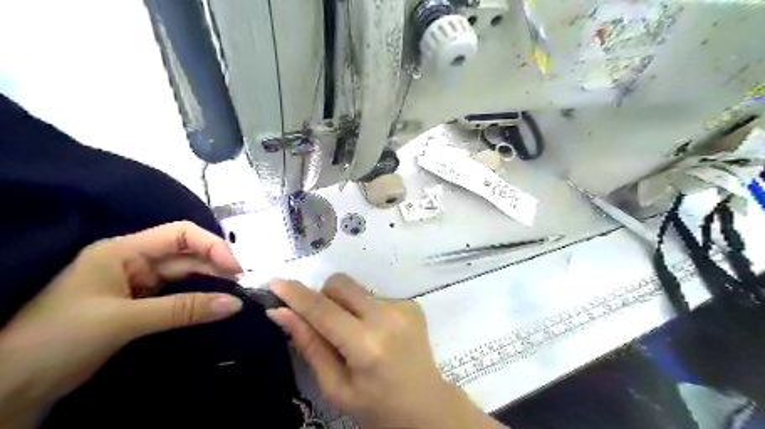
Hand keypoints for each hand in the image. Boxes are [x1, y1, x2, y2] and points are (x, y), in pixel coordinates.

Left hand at [0, 221, 243, 425]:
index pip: (180, 234)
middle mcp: (134, 261)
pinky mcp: (141, 304)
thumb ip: (183, 309)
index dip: (212, 245)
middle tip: (243, 285)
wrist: (12, 386)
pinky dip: (198, 299)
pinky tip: (215, 304)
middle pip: (187, 254)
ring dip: (211, 282)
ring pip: (185, 275)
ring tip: (236, 294)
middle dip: (216, 266)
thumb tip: (235, 304)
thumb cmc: (60, 339)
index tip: (236, 268)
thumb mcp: (124, 320)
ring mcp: (137, 283)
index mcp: (123, 251)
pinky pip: (178, 295)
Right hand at [267, 276, 505, 428]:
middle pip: (341, 283)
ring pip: (357, 289)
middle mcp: (387, 317)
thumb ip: (309, 345)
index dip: (296, 294)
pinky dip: (366, 310)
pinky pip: (374, 295)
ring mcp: (403, 306)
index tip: (275, 282)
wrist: (426, 404)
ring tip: (356, 335)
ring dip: (346, 305)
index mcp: (366, 345)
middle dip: (323, 296)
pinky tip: (377, 333)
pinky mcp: (412, 303)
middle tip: (324, 323)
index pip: (322, 309)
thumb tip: (281, 313)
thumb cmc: (376, 405)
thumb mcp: (335, 386)